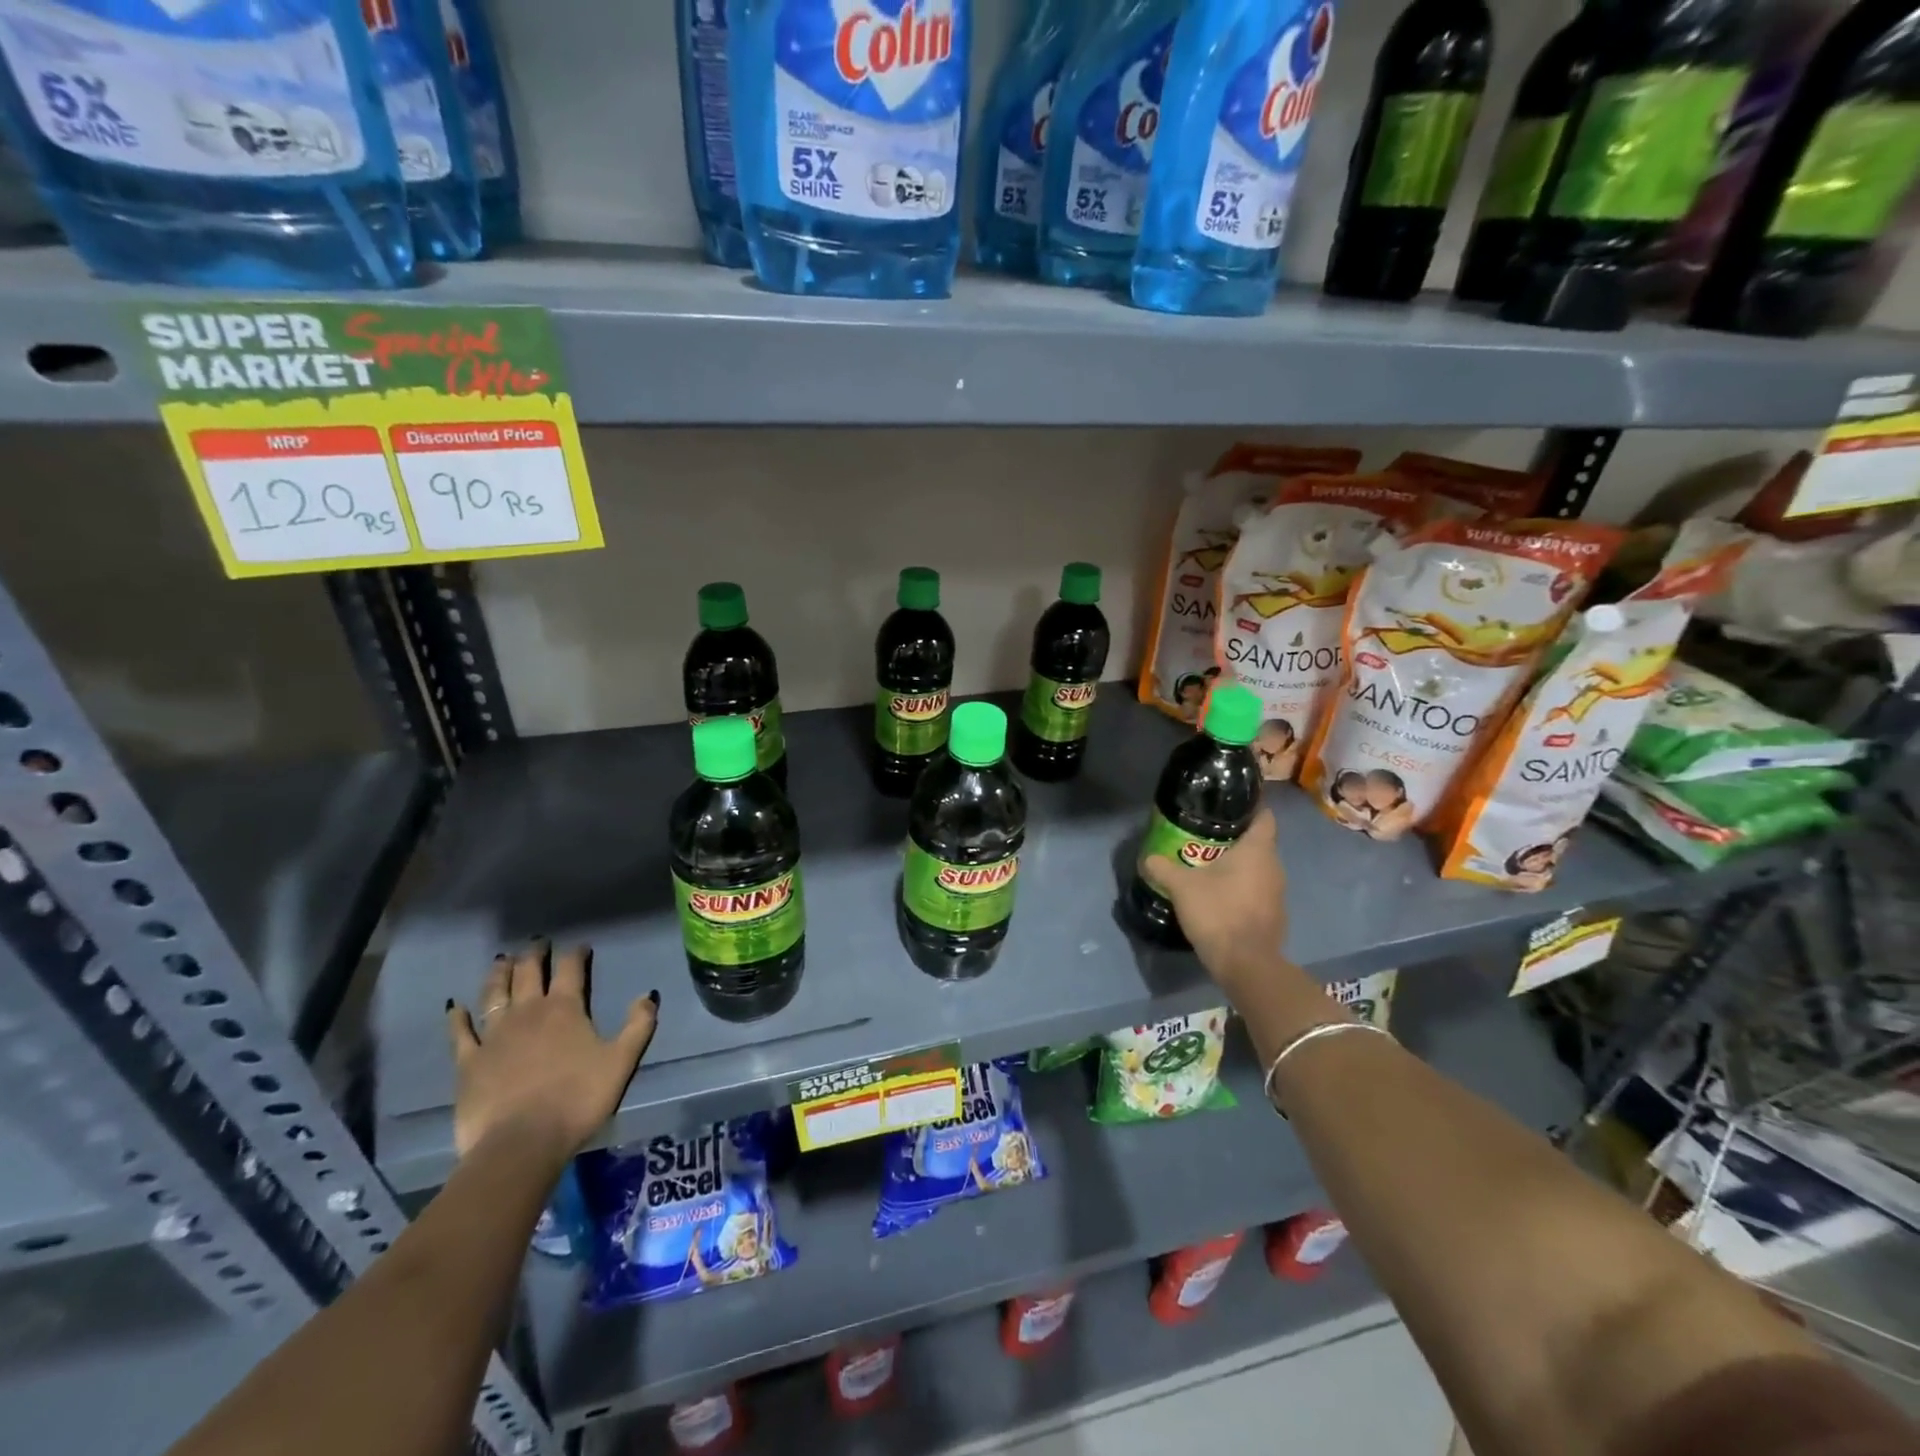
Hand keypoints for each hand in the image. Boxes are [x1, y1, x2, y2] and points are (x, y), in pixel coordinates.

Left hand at [445, 942, 657, 1166]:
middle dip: (534, 954)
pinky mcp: (468, 1062)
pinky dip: (458, 1017)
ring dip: (499, 974)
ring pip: (495, 994)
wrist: (520, 1143)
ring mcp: (494, 1035)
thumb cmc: (577, 1100)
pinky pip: (461, 1033)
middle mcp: (528, 1012)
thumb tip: (648, 994)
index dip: (576, 953)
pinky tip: (456, 1007)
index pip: (571, 969)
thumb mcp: (621, 1062)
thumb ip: (638, 1025)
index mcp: (565, 1009)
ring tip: (502, 960)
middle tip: (536, 943)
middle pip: (529, 973)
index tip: (580, 945)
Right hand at [1141, 806, 1289, 998]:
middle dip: (1235, 840)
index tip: (1229, 806)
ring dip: (1238, 867)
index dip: (1250, 808)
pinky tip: (1220, 896)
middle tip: (1206, 838)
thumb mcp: (1181, 887)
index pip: (1264, 817)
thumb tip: (1148, 857)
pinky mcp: (1274, 916)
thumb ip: (1163, 867)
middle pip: (1259, 843)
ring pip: (1258, 869)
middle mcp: (1274, 867)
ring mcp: (1278, 893)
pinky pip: (1257, 892)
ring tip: (1209, 866)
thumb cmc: (1218, 913)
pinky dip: (1242, 889)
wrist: (1246, 964)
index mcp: (1258, 850)